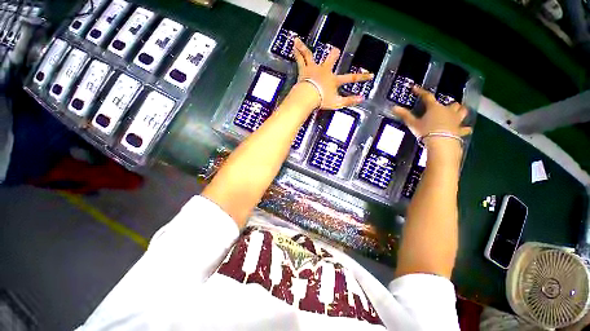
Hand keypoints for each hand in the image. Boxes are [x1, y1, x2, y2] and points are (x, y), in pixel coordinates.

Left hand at [292, 38, 372, 109]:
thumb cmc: (322, 100)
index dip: (362, 77)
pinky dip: (297, 51)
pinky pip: (301, 58)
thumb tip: (362, 99)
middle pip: (331, 59)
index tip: (371, 75)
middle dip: (334, 55)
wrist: (308, 96)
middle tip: (336, 51)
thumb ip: (349, 101)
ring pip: (311, 55)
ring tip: (300, 41)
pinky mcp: (304, 69)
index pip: (351, 78)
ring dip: (306, 48)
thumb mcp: (337, 103)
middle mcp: (325, 71)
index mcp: (334, 80)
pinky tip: (294, 44)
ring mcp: (314, 68)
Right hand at [393, 86, 472, 138]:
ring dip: (460, 111)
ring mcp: (455, 120)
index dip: (420, 92)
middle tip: (443, 108)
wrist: (440, 142)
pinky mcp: (459, 130)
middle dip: (448, 105)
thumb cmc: (426, 131)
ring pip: (462, 111)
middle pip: (451, 104)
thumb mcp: (413, 123)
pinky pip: (465, 129)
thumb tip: (394, 108)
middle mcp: (447, 111)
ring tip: (456, 113)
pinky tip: (466, 129)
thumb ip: (404, 115)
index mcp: (434, 108)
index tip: (414, 88)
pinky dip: (464, 129)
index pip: (427, 96)